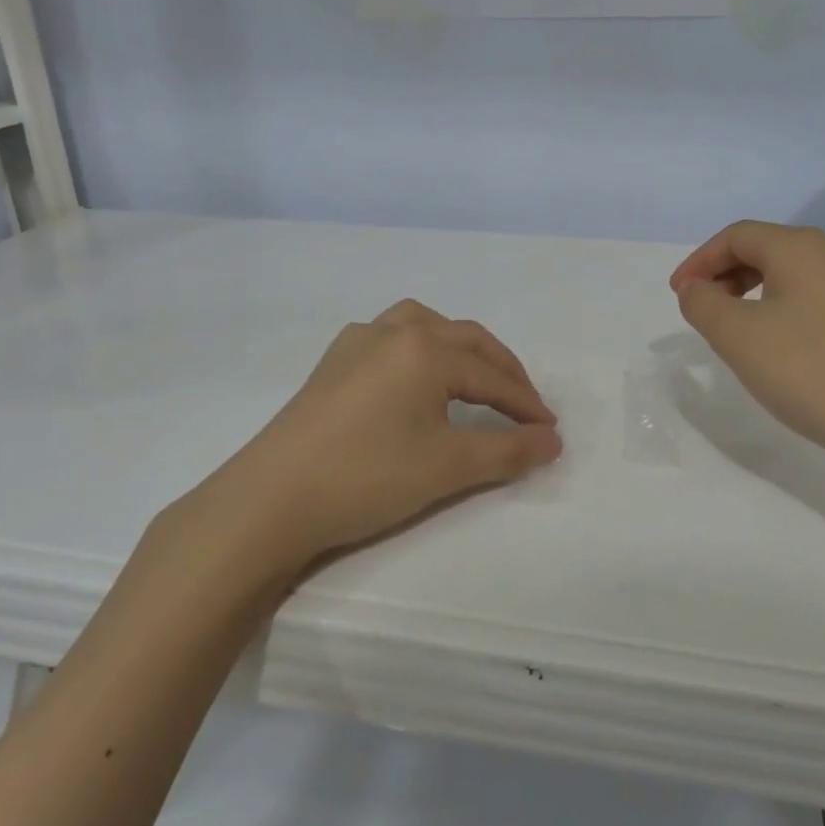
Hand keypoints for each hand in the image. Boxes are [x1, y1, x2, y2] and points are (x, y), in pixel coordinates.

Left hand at [191, 300, 561, 573]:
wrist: (271, 500)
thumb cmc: (367, 478)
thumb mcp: (448, 468)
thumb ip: (508, 451)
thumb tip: (553, 441)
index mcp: (425, 349)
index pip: (492, 375)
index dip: (526, 404)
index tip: (550, 430)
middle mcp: (394, 331)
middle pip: (465, 340)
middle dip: (502, 371)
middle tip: (525, 407)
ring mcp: (357, 342)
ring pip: (425, 325)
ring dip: (460, 347)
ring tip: (475, 377)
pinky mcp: (332, 361)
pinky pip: (390, 335)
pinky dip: (420, 347)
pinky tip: (414, 375)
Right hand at [670, 222, 824, 474]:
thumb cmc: (810, 371)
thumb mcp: (737, 337)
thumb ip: (703, 304)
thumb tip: (697, 288)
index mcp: (800, 248)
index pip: (736, 236)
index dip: (699, 261)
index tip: (678, 294)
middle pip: (764, 249)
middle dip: (723, 274)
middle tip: (700, 310)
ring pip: (788, 274)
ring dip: (750, 293)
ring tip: (732, 331)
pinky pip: (810, 298)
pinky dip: (778, 309)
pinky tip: (774, 346)